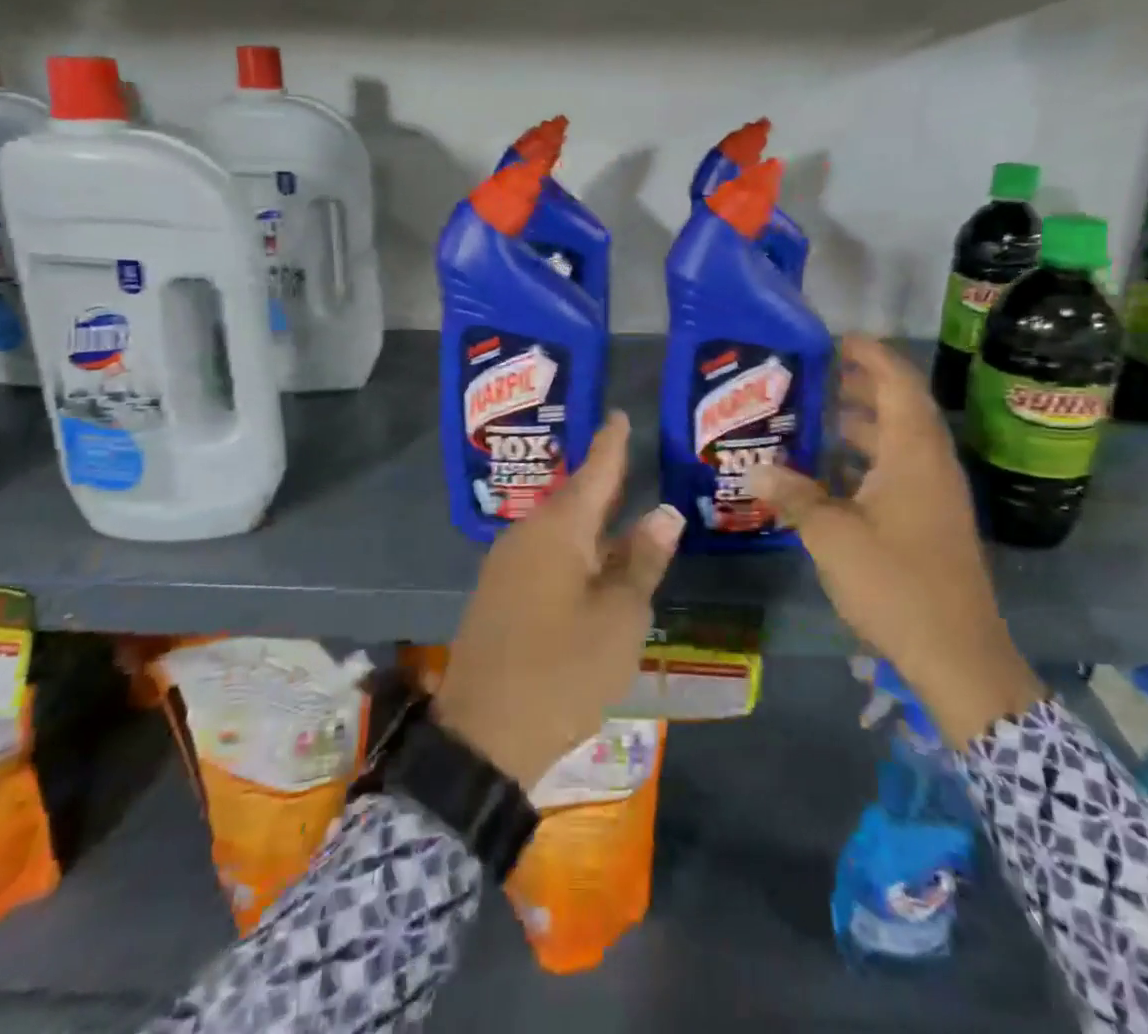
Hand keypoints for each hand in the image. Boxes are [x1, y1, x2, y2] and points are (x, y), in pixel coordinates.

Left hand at [433, 412, 682, 790]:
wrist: (483, 734)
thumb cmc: (564, 669)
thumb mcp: (619, 617)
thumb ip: (642, 560)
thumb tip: (664, 512)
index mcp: (559, 530)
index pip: (594, 472)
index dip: (611, 444)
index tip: (618, 414)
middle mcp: (528, 535)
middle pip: (574, 499)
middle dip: (603, 481)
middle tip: (629, 458)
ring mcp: (507, 565)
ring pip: (559, 530)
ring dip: (591, 521)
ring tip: (621, 510)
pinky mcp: (499, 594)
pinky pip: (544, 554)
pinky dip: (574, 550)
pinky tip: (592, 563)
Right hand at [746, 336, 1044, 748]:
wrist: (958, 654)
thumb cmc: (895, 582)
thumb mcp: (832, 535)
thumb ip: (793, 495)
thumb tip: (754, 469)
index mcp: (914, 454)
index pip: (898, 384)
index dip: (872, 355)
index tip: (837, 339)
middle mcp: (931, 465)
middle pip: (901, 408)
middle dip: (862, 386)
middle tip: (817, 376)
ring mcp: (936, 495)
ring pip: (901, 442)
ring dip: (865, 424)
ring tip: (818, 418)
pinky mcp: (933, 521)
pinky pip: (901, 470)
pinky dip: (870, 459)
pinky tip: (834, 474)